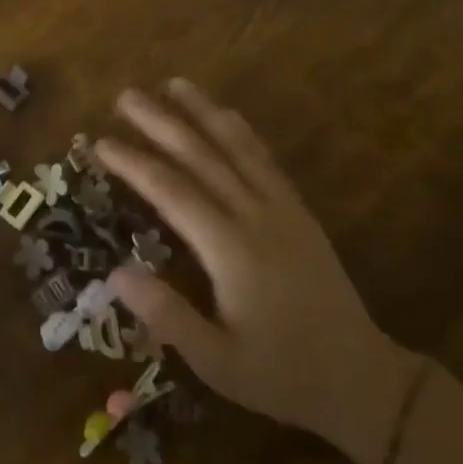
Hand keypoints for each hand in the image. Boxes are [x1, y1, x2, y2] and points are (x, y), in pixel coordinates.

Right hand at [99, 80, 418, 463]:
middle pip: (201, 156)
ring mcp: (282, 209)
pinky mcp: (299, 212)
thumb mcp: (217, 361)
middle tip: (125, 96)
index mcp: (231, 249)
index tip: (100, 142)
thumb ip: (167, 315)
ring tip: (173, 84)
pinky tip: (225, 115)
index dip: (134, 163)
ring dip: (202, 112)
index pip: (171, 191)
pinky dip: (240, 131)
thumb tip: (114, 272)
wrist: (362, 379)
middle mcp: (256, 217)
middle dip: (161, 122)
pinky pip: (265, 159)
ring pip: (236, 147)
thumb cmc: (281, 374)